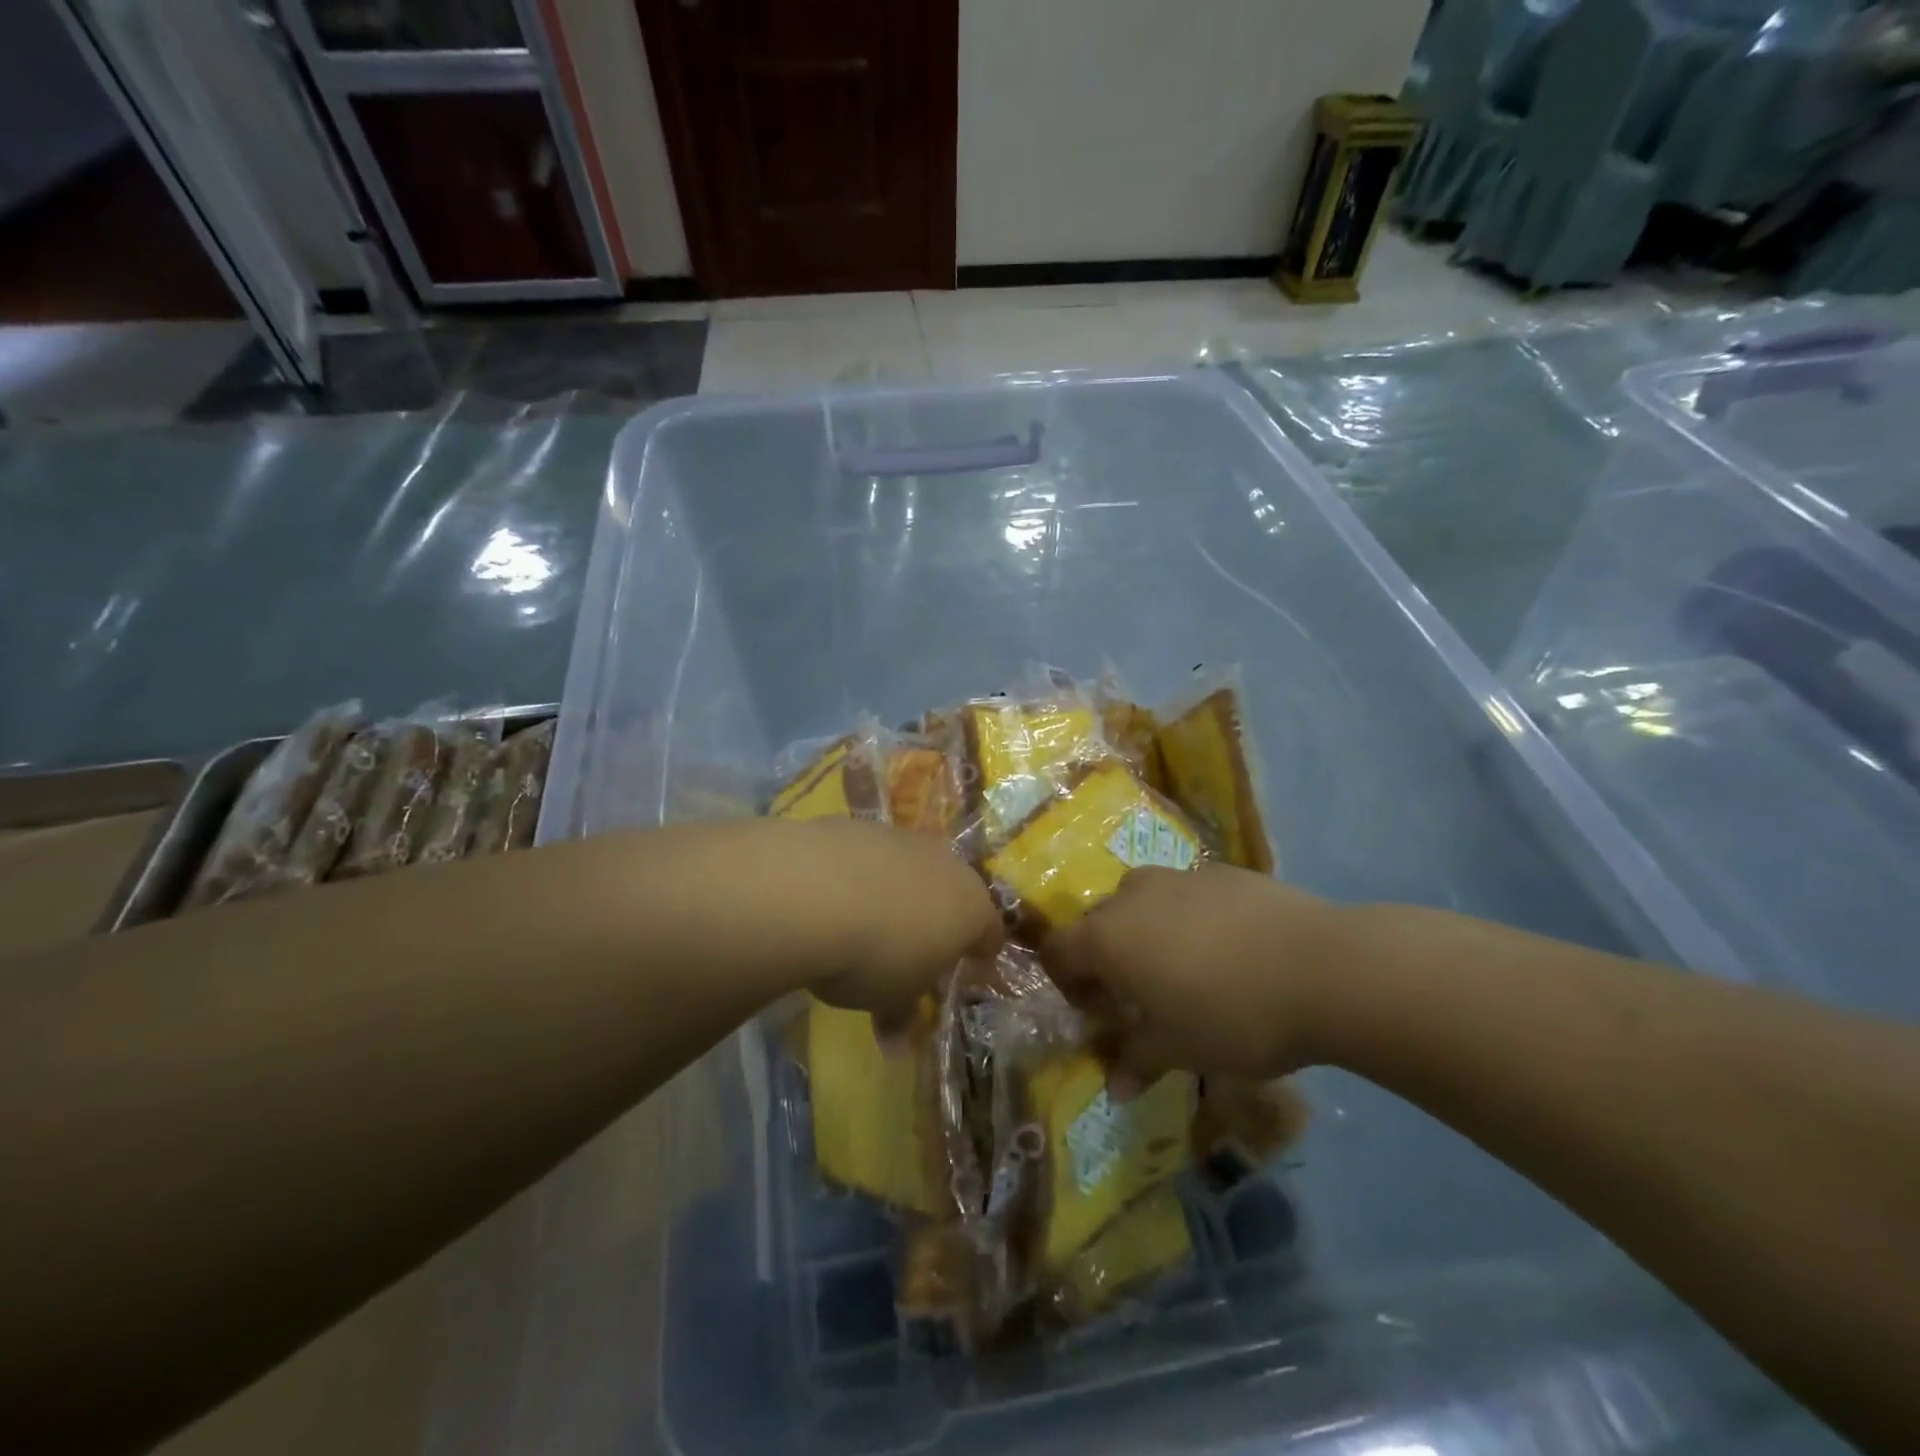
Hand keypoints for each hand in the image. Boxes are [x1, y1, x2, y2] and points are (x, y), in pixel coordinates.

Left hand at [797, 819, 1004, 1034]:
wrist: (812, 892)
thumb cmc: (873, 956)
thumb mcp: (890, 999)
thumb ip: (901, 1016)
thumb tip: (898, 1046)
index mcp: (970, 908)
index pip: (990, 933)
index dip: (980, 955)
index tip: (967, 972)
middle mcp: (945, 864)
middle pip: (952, 894)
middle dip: (937, 920)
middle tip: (914, 951)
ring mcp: (903, 839)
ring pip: (910, 870)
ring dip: (897, 894)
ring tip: (866, 923)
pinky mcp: (860, 825)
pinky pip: (870, 857)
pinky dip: (860, 875)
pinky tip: (833, 898)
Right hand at [1039, 864, 1341, 1084]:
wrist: (1323, 967)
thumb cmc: (1232, 1015)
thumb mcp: (1179, 1049)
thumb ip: (1137, 1061)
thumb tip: (1115, 1088)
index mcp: (1109, 936)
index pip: (1059, 949)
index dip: (1066, 980)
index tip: (1092, 1009)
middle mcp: (1133, 895)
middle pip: (1099, 921)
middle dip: (1107, 956)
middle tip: (1137, 994)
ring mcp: (1179, 876)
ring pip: (1143, 900)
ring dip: (1147, 930)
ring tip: (1183, 966)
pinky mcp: (1222, 870)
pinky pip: (1187, 893)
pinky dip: (1189, 916)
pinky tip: (1228, 947)